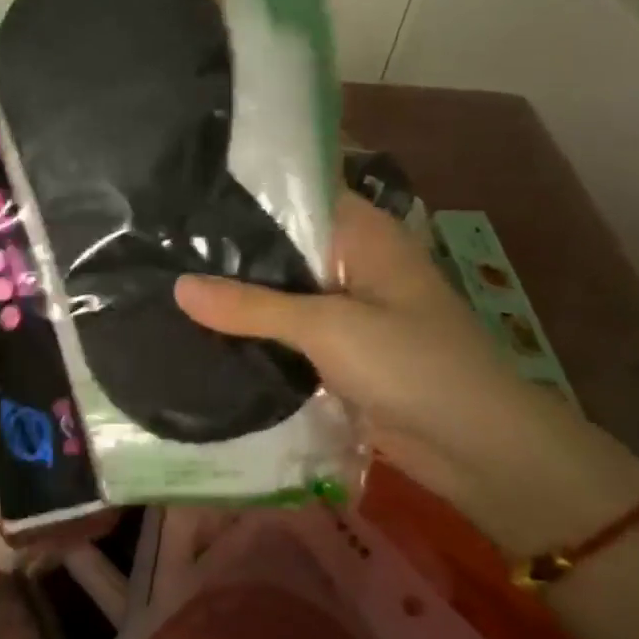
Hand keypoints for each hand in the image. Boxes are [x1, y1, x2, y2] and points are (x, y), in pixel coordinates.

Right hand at [175, 194, 638, 550]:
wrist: (479, 450)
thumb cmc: (412, 365)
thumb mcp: (327, 327)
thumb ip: (250, 305)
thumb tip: (177, 286)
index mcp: (363, 233)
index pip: (296, 190)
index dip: (245, 188)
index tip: (185, 189)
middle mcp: (352, 260)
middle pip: (281, 242)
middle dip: (229, 245)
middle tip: (160, 239)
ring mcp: (345, 307)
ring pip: (280, 289)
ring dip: (237, 292)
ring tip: (166, 277)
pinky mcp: (338, 350)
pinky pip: (285, 330)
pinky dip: (253, 330)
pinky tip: (202, 328)